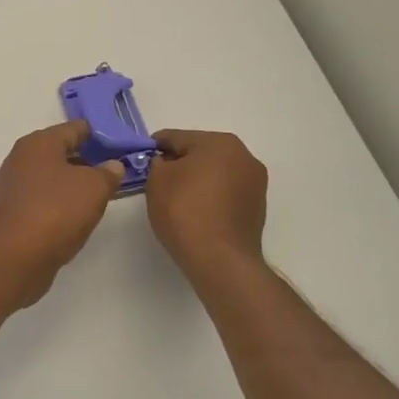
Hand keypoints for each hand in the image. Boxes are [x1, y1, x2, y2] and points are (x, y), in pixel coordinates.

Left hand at [0, 121, 123, 306]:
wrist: (14, 257)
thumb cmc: (56, 211)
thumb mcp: (94, 188)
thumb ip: (107, 173)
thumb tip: (112, 166)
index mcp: (39, 143)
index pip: (73, 128)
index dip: (98, 134)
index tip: (119, 144)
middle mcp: (21, 158)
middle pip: (60, 152)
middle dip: (86, 159)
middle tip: (112, 169)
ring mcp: (13, 186)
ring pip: (50, 176)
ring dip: (72, 182)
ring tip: (99, 193)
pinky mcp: (12, 212)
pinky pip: (42, 198)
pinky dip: (59, 201)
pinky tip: (75, 214)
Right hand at [144, 129, 268, 279]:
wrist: (220, 261)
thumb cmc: (185, 211)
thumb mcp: (157, 180)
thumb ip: (157, 163)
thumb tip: (166, 164)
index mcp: (220, 143)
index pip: (177, 137)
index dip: (155, 147)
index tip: (141, 158)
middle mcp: (244, 156)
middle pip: (200, 153)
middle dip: (179, 163)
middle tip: (157, 180)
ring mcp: (255, 183)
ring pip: (215, 173)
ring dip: (197, 180)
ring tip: (176, 199)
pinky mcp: (257, 208)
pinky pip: (226, 193)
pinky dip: (210, 197)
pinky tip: (196, 213)